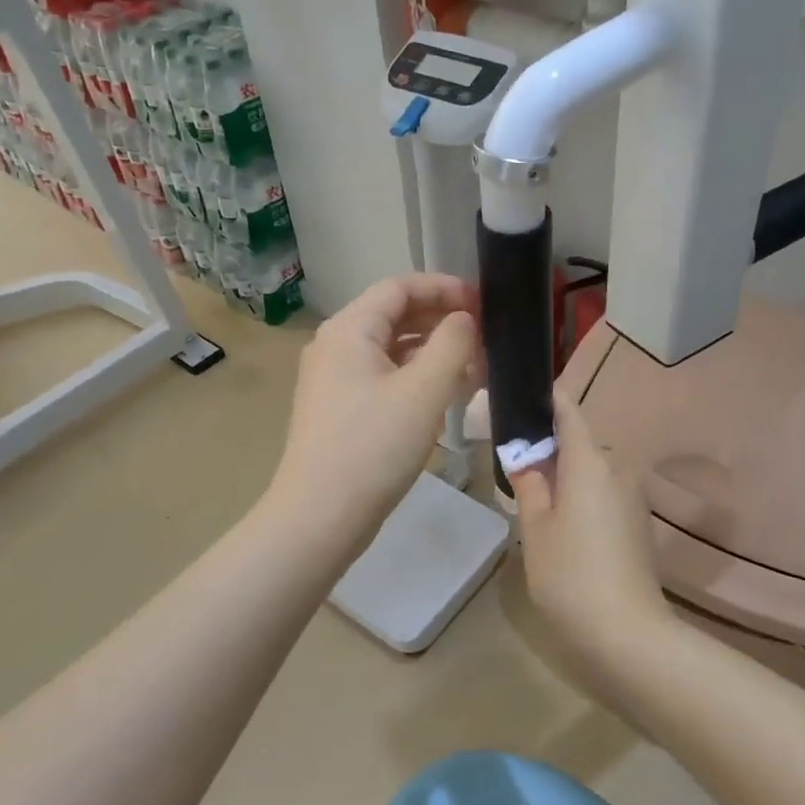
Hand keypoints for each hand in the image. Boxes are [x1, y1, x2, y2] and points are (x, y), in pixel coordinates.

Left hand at [268, 274, 480, 550]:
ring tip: (475, 366)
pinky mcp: (342, 410)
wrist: (320, 517)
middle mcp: (336, 346)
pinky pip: (384, 378)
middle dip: (441, 320)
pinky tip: (447, 394)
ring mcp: (335, 380)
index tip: (484, 302)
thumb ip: (452, 345)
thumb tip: (464, 319)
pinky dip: (417, 378)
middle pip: (394, 315)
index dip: (444, 288)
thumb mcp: (423, 391)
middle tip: (485, 335)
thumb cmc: (373, 447)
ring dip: (433, 351)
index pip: (400, 287)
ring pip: (391, 349)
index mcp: (349, 330)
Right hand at [509, 391, 672, 677]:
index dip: (549, 402)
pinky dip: (583, 498)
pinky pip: (605, 494)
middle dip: (551, 451)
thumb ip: (530, 485)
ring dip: (567, 478)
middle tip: (516, 470)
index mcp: (590, 461)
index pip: (569, 412)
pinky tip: (565, 530)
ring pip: (593, 472)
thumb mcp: (535, 528)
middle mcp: (618, 468)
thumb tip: (527, 459)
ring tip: (536, 505)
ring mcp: (633, 497)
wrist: (627, 633)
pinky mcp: (639, 524)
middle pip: (580, 445)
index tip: (525, 400)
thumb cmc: (569, 573)